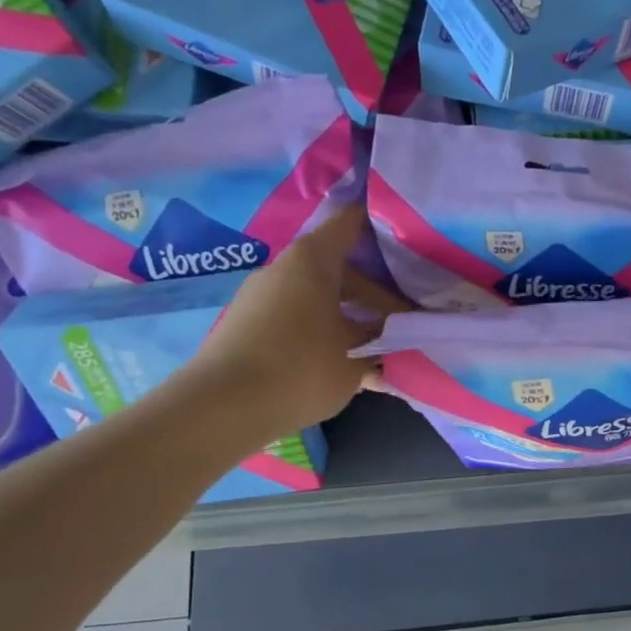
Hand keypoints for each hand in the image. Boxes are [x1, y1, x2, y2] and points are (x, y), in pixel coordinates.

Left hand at [182, 207, 394, 448]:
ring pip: (321, 301)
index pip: (350, 224)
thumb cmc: (301, 368)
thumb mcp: (356, 359)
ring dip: (353, 320)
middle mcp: (284, 271)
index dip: (379, 221)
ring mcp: (263, 300)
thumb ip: (383, 343)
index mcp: (312, 262)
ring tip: (384, 350)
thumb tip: (401, 336)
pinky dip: (327, 337)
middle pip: (340, 271)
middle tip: (408, 319)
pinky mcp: (250, 328)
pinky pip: (300, 323)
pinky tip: (350, 369)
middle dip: (377, 295)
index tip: (409, 229)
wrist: (221, 408)